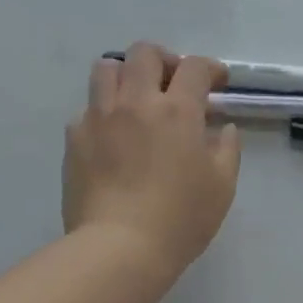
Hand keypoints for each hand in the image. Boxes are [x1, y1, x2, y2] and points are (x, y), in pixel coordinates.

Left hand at [63, 43, 240, 281]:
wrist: (119, 248)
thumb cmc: (180, 218)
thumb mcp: (221, 186)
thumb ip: (227, 149)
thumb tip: (223, 129)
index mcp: (177, 110)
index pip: (194, 67)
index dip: (210, 68)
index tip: (216, 83)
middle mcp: (136, 102)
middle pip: (144, 53)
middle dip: (164, 60)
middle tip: (173, 83)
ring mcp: (100, 117)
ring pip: (106, 69)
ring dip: (126, 75)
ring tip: (136, 98)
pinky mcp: (75, 138)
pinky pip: (87, 109)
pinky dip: (103, 113)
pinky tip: (113, 137)